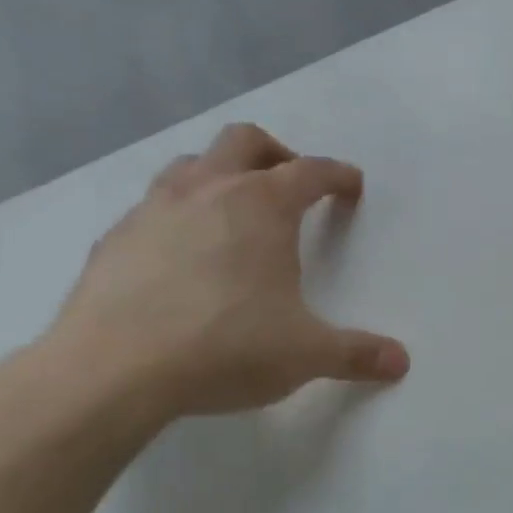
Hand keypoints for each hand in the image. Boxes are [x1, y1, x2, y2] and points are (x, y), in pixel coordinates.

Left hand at [46, 123, 409, 420]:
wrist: (111, 371)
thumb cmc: (225, 347)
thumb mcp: (306, 354)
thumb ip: (357, 353)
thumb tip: (401, 362)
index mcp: (261, 206)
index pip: (310, 171)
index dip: (337, 175)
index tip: (351, 186)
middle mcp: (207, 191)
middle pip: (244, 141)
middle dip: (275, 154)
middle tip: (290, 185)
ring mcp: (152, 210)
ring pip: (191, 166)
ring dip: (220, 176)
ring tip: (234, 215)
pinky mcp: (114, 240)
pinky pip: (153, 209)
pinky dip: (178, 217)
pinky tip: (182, 260)